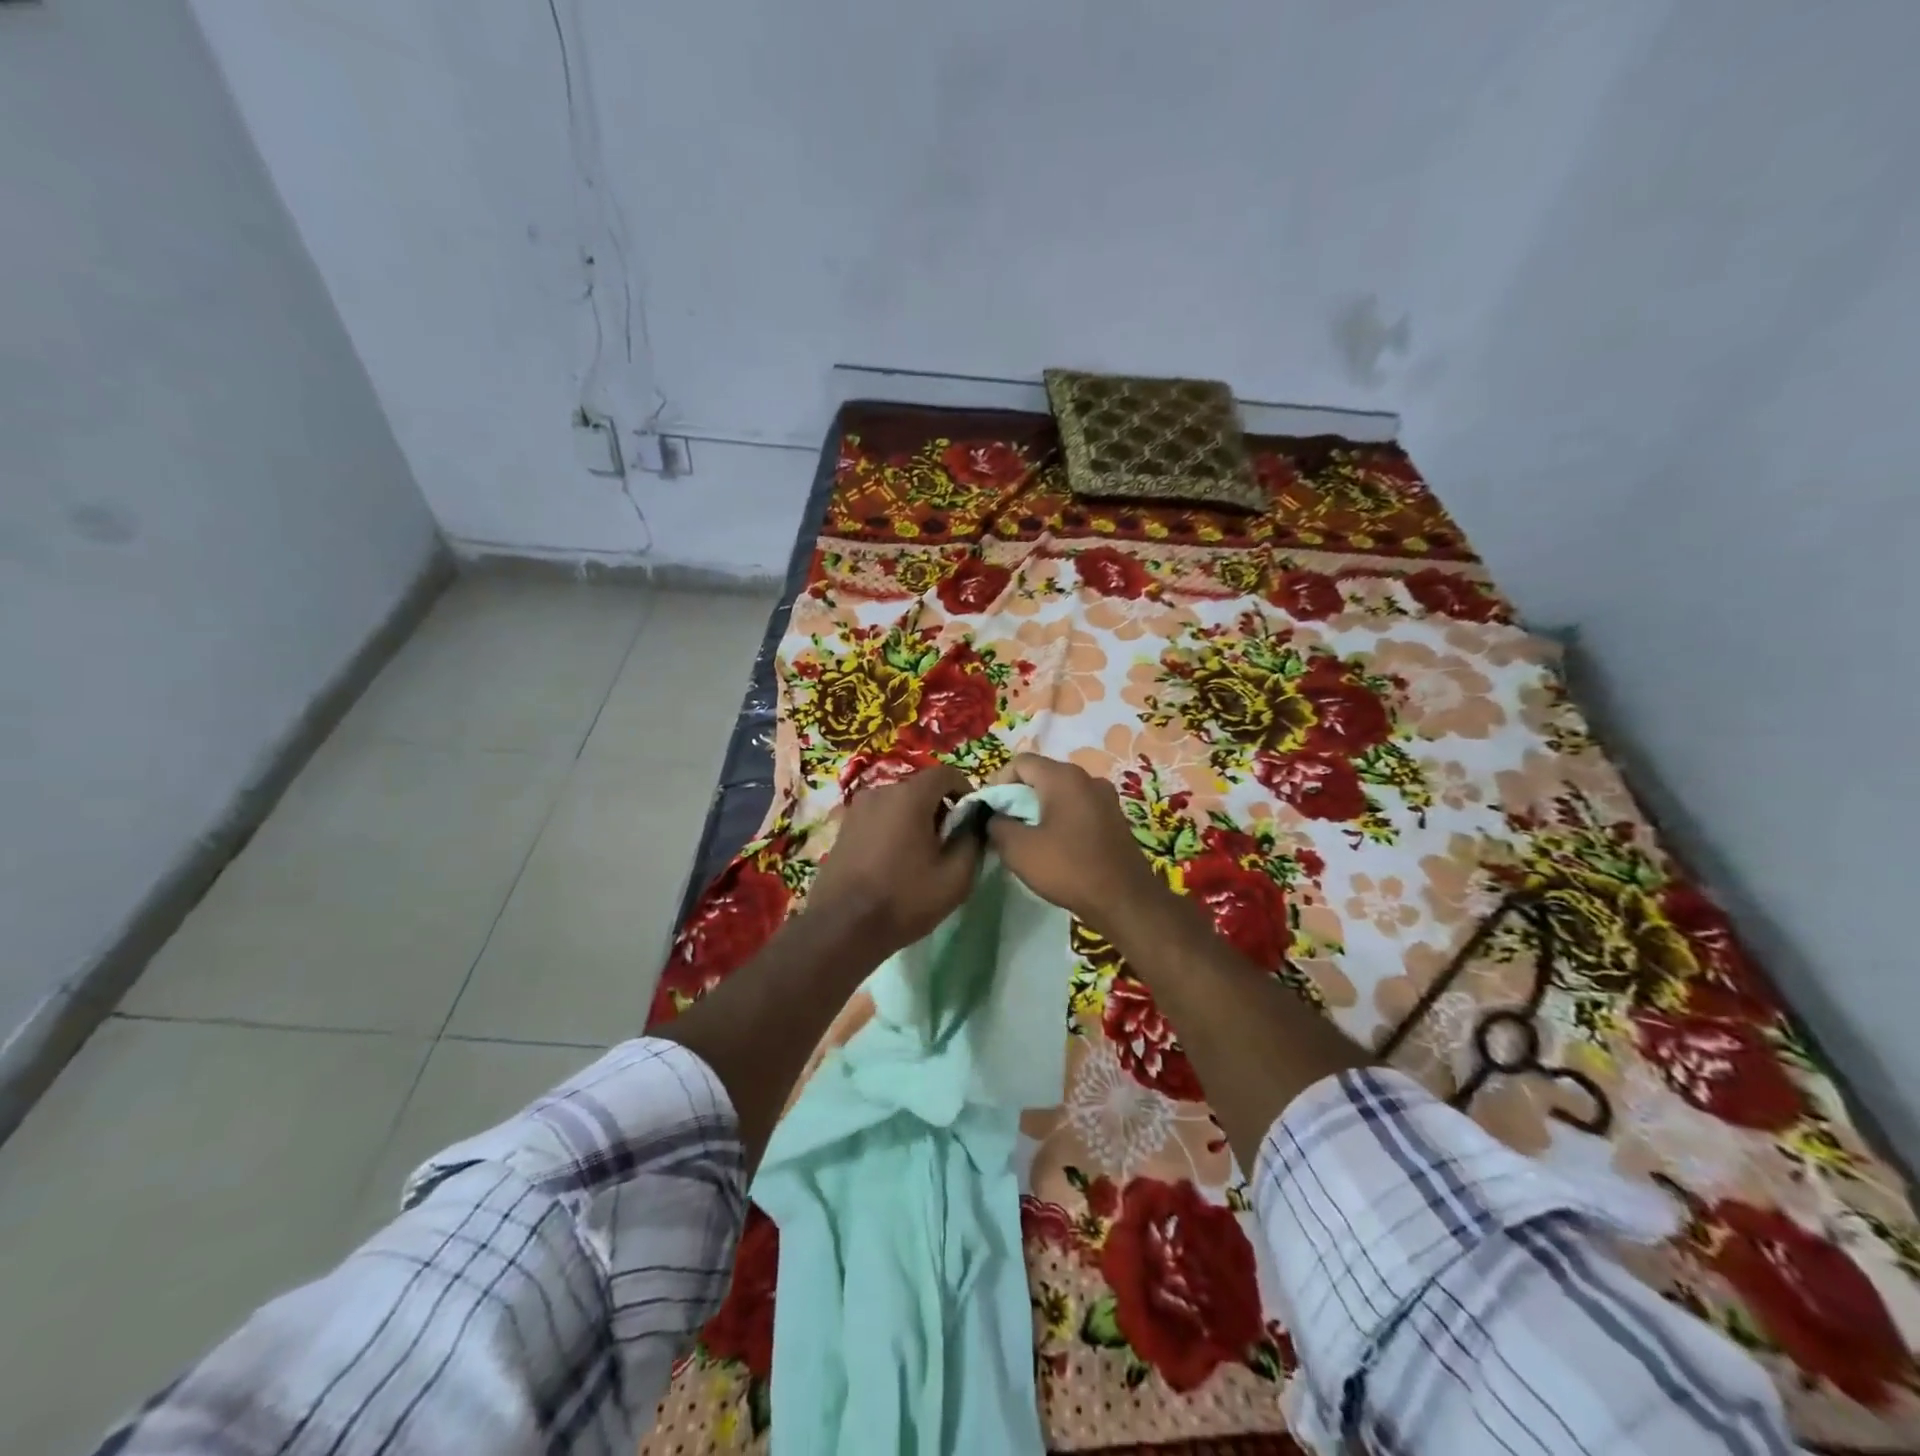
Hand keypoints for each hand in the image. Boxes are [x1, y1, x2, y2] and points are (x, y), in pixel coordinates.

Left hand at [806, 765, 981, 955]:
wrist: (842, 927)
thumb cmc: (904, 899)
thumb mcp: (955, 877)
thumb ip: (972, 841)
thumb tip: (974, 823)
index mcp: (909, 796)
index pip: (946, 773)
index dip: (965, 790)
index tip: (972, 818)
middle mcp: (880, 791)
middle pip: (920, 788)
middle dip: (940, 808)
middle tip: (948, 842)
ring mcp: (857, 808)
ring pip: (898, 803)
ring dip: (915, 819)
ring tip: (921, 854)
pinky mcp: (843, 827)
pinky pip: (879, 817)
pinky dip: (893, 828)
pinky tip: (894, 860)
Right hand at [986, 754, 1170, 930]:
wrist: (1125, 901)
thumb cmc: (1069, 869)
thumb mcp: (1018, 849)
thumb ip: (997, 825)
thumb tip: (994, 817)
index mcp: (1064, 777)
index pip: (1020, 762)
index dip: (998, 782)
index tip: (990, 811)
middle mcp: (1087, 778)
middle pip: (1041, 775)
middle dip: (1018, 797)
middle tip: (1005, 826)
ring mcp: (1105, 798)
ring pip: (1060, 793)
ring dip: (1039, 810)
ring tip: (1028, 838)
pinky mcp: (1114, 818)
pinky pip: (1078, 808)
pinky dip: (1060, 819)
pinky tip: (1055, 847)